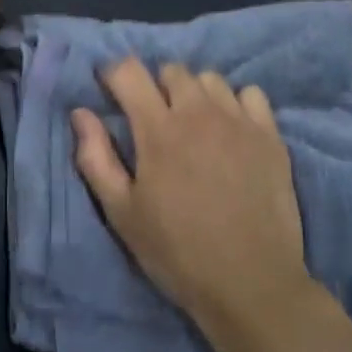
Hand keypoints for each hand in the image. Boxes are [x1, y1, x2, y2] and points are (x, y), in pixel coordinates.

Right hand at [72, 58, 315, 343]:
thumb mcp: (122, 213)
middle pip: (172, 69)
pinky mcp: (270, 135)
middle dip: (156, 85)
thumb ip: (96, 157)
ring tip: (194, 124)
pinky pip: (251, 94)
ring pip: (211, 79)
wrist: (251, 282)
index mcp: (157, 129)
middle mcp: (199, 112)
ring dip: (195, 92)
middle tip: (154, 118)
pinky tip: (232, 130)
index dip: (114, 75)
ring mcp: (239, 120)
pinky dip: (236, 103)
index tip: (112, 93)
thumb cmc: (177, 252)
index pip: (129, 72)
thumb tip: (80, 113)